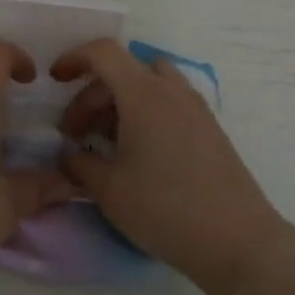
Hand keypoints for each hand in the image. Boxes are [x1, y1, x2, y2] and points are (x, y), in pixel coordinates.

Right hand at [52, 39, 286, 294]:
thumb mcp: (109, 190)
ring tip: (106, 138)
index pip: (103, 52)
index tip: (56, 81)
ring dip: (120, 99)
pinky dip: (144, 111)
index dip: (73, 58)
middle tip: (76, 132)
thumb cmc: (165, 210)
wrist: (239, 243)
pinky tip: (137, 151)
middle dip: (91, 93)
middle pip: (122, 70)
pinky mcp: (209, 128)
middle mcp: (170, 90)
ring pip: (148, 82)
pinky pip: (168, 100)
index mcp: (143, 94)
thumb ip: (79, 164)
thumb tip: (70, 156)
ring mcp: (195, 107)